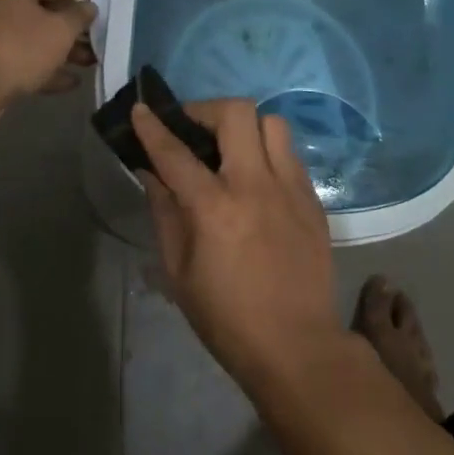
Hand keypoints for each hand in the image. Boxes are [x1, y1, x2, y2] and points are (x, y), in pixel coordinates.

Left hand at [0, 0, 97, 110]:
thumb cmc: (19, 49)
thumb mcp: (59, 31)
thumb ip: (79, 16)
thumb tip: (88, 8)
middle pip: (48, 9)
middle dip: (77, 24)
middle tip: (105, 30)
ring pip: (37, 36)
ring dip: (66, 49)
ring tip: (93, 62)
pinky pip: (24, 59)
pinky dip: (46, 67)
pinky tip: (71, 82)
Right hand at [131, 99, 342, 390]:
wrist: (297, 346)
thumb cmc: (227, 318)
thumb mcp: (179, 272)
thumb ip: (165, 213)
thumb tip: (152, 173)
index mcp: (215, 208)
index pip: (176, 152)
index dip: (153, 126)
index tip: (141, 108)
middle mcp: (256, 185)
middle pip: (237, 113)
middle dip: (207, 110)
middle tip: (192, 129)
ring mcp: (291, 188)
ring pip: (272, 124)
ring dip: (245, 127)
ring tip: (230, 150)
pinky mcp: (313, 200)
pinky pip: (289, 154)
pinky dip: (267, 153)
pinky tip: (256, 180)